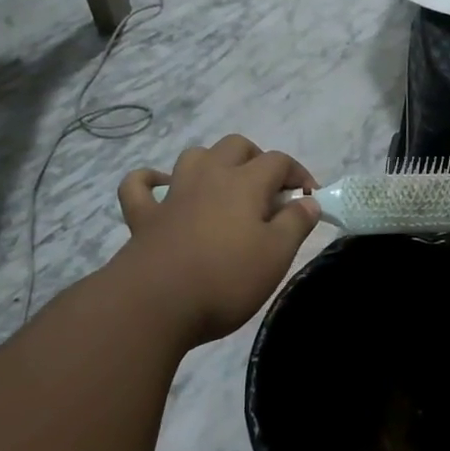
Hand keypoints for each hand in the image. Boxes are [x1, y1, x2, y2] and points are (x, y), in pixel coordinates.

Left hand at [116, 136, 320, 346]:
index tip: (310, 198)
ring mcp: (173, 194)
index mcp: (245, 183)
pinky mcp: (144, 217)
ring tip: (225, 187)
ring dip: (212, 163)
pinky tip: (161, 187)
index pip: (278, 161)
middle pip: (236, 146)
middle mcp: (209, 177)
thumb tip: (308, 201)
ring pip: (194, 157)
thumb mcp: (277, 255)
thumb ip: (296, 223)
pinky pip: (139, 185)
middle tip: (270, 191)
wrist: (155, 304)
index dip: (299, 174)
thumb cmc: (226, 279)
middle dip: (258, 159)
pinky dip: (150, 180)